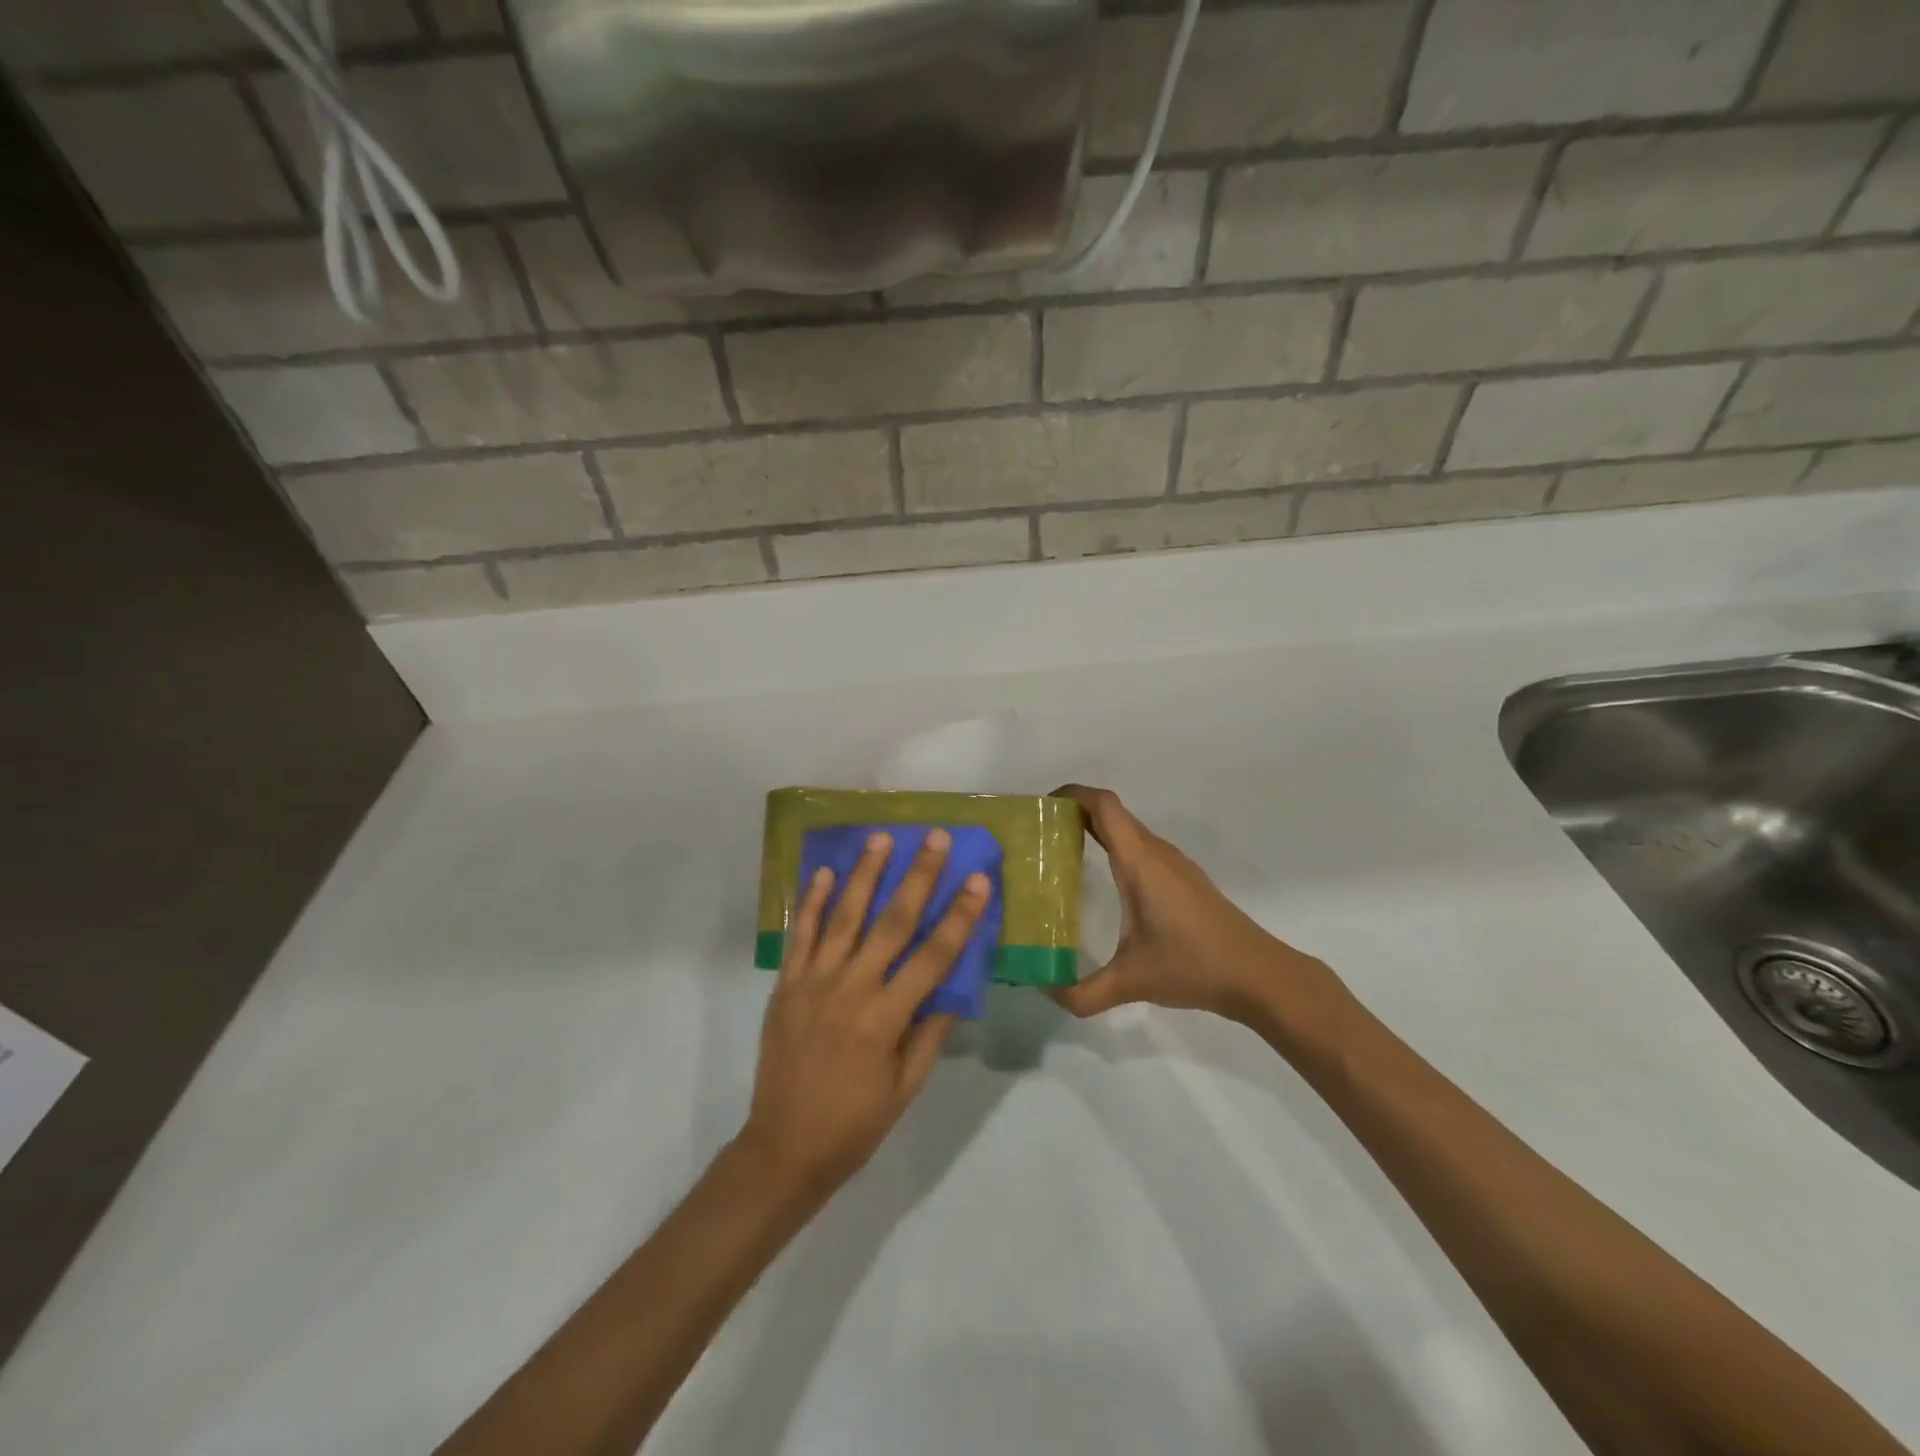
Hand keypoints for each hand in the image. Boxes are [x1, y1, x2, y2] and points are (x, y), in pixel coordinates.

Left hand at [740, 829, 990, 1201]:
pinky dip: (810, 902)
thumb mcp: (906, 1088)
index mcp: (885, 1018)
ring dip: (865, 874)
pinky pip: (800, 935)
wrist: (783, 1148)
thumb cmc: (855, 1124)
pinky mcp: (786, 985)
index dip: (959, 916)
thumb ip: (931, 1033)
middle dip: (918, 877)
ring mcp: (813, 982)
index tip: (978, 880)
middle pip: (891, 922)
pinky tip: (822, 873)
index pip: (933, 957)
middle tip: (935, 838)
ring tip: (881, 838)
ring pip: (843, 916)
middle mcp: (851, 989)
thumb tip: (956, 987)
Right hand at [1051, 785, 1330, 1027]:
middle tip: (1037, 837)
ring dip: (1093, 829)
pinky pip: (1139, 847)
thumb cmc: (1193, 965)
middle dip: (1072, 813)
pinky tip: (1101, 881)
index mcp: (1139, 862)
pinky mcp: (1183, 879)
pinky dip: (1113, 847)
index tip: (1040, 808)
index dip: (1071, 794)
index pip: (1103, 805)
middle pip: (1111, 812)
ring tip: (1059, 855)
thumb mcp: (1131, 982)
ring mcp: (1173, 864)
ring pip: (1127, 830)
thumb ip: (1083, 993)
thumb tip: (1044, 989)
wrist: (1258, 974)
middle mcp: (1155, 852)